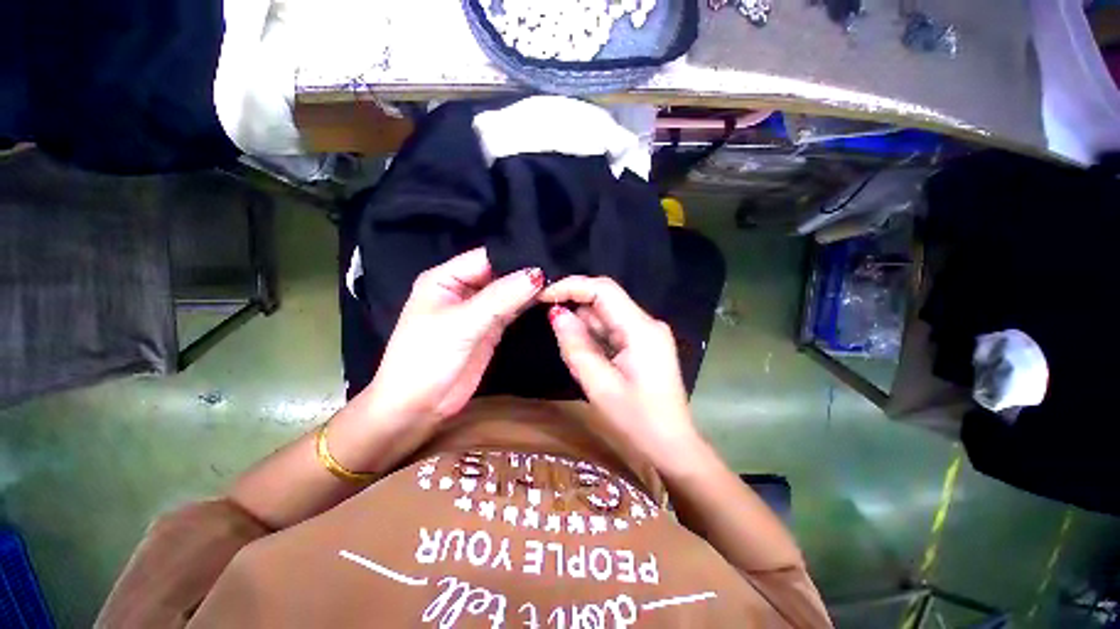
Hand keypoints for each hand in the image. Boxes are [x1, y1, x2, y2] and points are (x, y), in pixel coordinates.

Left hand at [362, 248, 543, 425]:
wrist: (419, 407)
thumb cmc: (428, 358)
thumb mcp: (462, 324)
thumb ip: (500, 298)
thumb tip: (537, 274)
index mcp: (446, 278)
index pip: (486, 257)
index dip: (514, 255)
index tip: (548, 256)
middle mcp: (463, 289)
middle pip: (500, 273)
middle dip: (525, 272)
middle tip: (560, 268)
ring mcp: (479, 310)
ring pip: (508, 292)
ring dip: (529, 289)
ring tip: (560, 280)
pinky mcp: (491, 328)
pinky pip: (512, 310)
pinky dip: (528, 305)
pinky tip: (548, 298)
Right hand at [539, 276, 702, 472]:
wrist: (671, 446)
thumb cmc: (636, 421)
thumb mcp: (599, 385)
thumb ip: (576, 345)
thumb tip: (556, 313)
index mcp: (641, 329)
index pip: (604, 289)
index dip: (571, 286)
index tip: (543, 297)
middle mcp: (647, 324)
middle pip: (605, 302)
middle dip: (575, 311)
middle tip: (553, 332)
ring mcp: (646, 334)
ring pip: (606, 317)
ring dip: (584, 329)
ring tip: (576, 357)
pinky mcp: (643, 344)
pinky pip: (612, 331)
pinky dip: (594, 339)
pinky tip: (589, 360)